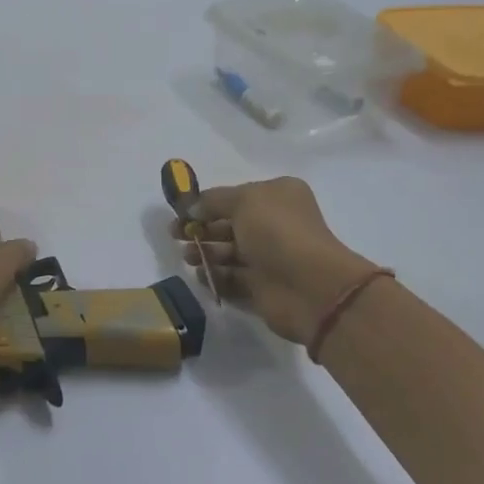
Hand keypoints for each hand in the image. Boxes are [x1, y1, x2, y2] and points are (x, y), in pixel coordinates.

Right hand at [169, 177, 376, 344]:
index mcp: (277, 196)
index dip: (206, 203)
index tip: (180, 212)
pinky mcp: (262, 286)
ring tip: (188, 258)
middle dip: (200, 229)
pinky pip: (232, 278)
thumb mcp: (244, 201)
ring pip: (228, 252)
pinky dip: (215, 276)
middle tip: (175, 236)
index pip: (235, 197)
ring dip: (204, 253)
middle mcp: (274, 224)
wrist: (309, 286)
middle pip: (229, 224)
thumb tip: (192, 208)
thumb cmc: (278, 232)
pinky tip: (201, 276)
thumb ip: (213, 200)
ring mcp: (269, 257)